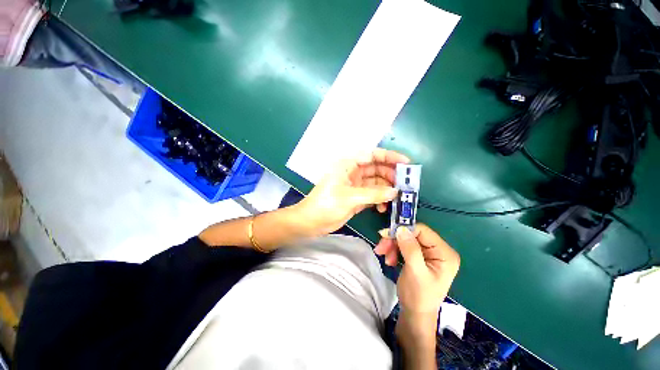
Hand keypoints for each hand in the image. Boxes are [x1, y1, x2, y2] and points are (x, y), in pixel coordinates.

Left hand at [294, 149, 409, 234]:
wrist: (311, 222)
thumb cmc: (326, 204)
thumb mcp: (350, 197)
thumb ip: (373, 194)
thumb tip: (395, 191)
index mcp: (348, 165)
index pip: (372, 155)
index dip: (389, 156)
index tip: (406, 163)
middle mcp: (353, 173)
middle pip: (377, 169)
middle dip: (391, 175)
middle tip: (405, 185)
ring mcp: (356, 186)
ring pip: (377, 183)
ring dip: (387, 189)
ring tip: (398, 198)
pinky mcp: (357, 198)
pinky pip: (373, 195)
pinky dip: (380, 200)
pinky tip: (384, 208)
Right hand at [375, 224, 459, 313]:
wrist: (415, 314)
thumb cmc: (419, 296)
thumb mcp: (416, 273)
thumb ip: (410, 250)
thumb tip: (401, 228)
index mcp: (444, 253)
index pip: (423, 231)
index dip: (404, 230)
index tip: (386, 234)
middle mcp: (438, 249)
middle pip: (412, 234)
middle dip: (395, 240)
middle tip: (381, 248)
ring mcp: (428, 252)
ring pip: (405, 239)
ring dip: (392, 246)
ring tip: (384, 257)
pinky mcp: (418, 255)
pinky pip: (403, 245)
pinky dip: (393, 250)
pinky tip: (389, 260)